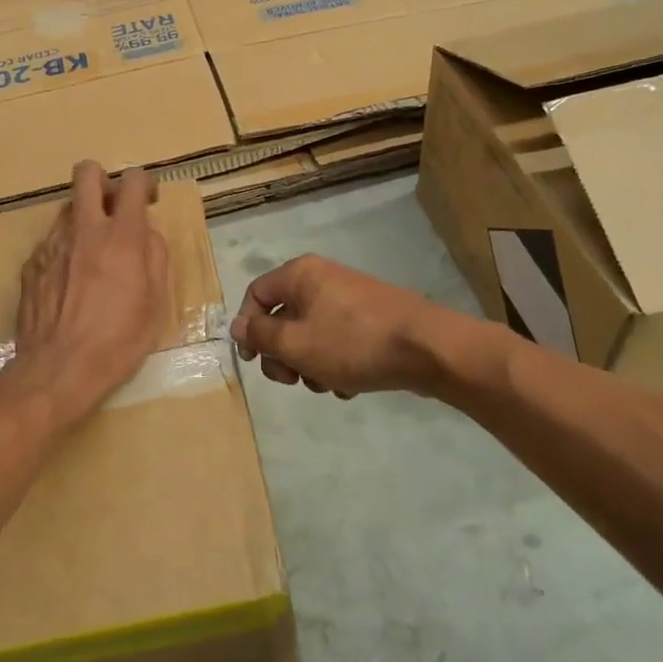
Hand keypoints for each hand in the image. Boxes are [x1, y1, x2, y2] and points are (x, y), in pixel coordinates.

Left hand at [4, 161, 170, 426]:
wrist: (58, 370)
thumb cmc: (118, 341)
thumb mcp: (156, 303)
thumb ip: (155, 257)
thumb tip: (147, 233)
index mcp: (121, 238)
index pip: (133, 181)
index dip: (144, 183)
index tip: (148, 201)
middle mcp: (83, 230)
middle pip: (87, 173)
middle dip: (104, 181)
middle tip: (114, 211)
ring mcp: (51, 245)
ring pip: (68, 209)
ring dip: (84, 220)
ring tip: (92, 257)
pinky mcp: (30, 265)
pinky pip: (52, 242)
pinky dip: (65, 251)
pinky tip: (70, 284)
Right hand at [232, 255, 441, 398]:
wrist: (426, 348)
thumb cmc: (352, 342)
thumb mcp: (295, 344)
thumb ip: (260, 336)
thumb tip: (236, 326)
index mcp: (300, 275)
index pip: (256, 295)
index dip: (248, 329)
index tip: (253, 361)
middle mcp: (322, 280)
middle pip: (283, 319)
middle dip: (283, 355)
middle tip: (293, 380)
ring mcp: (349, 299)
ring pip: (310, 336)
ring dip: (310, 366)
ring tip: (328, 385)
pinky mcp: (370, 320)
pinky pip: (337, 342)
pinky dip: (336, 364)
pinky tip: (349, 387)